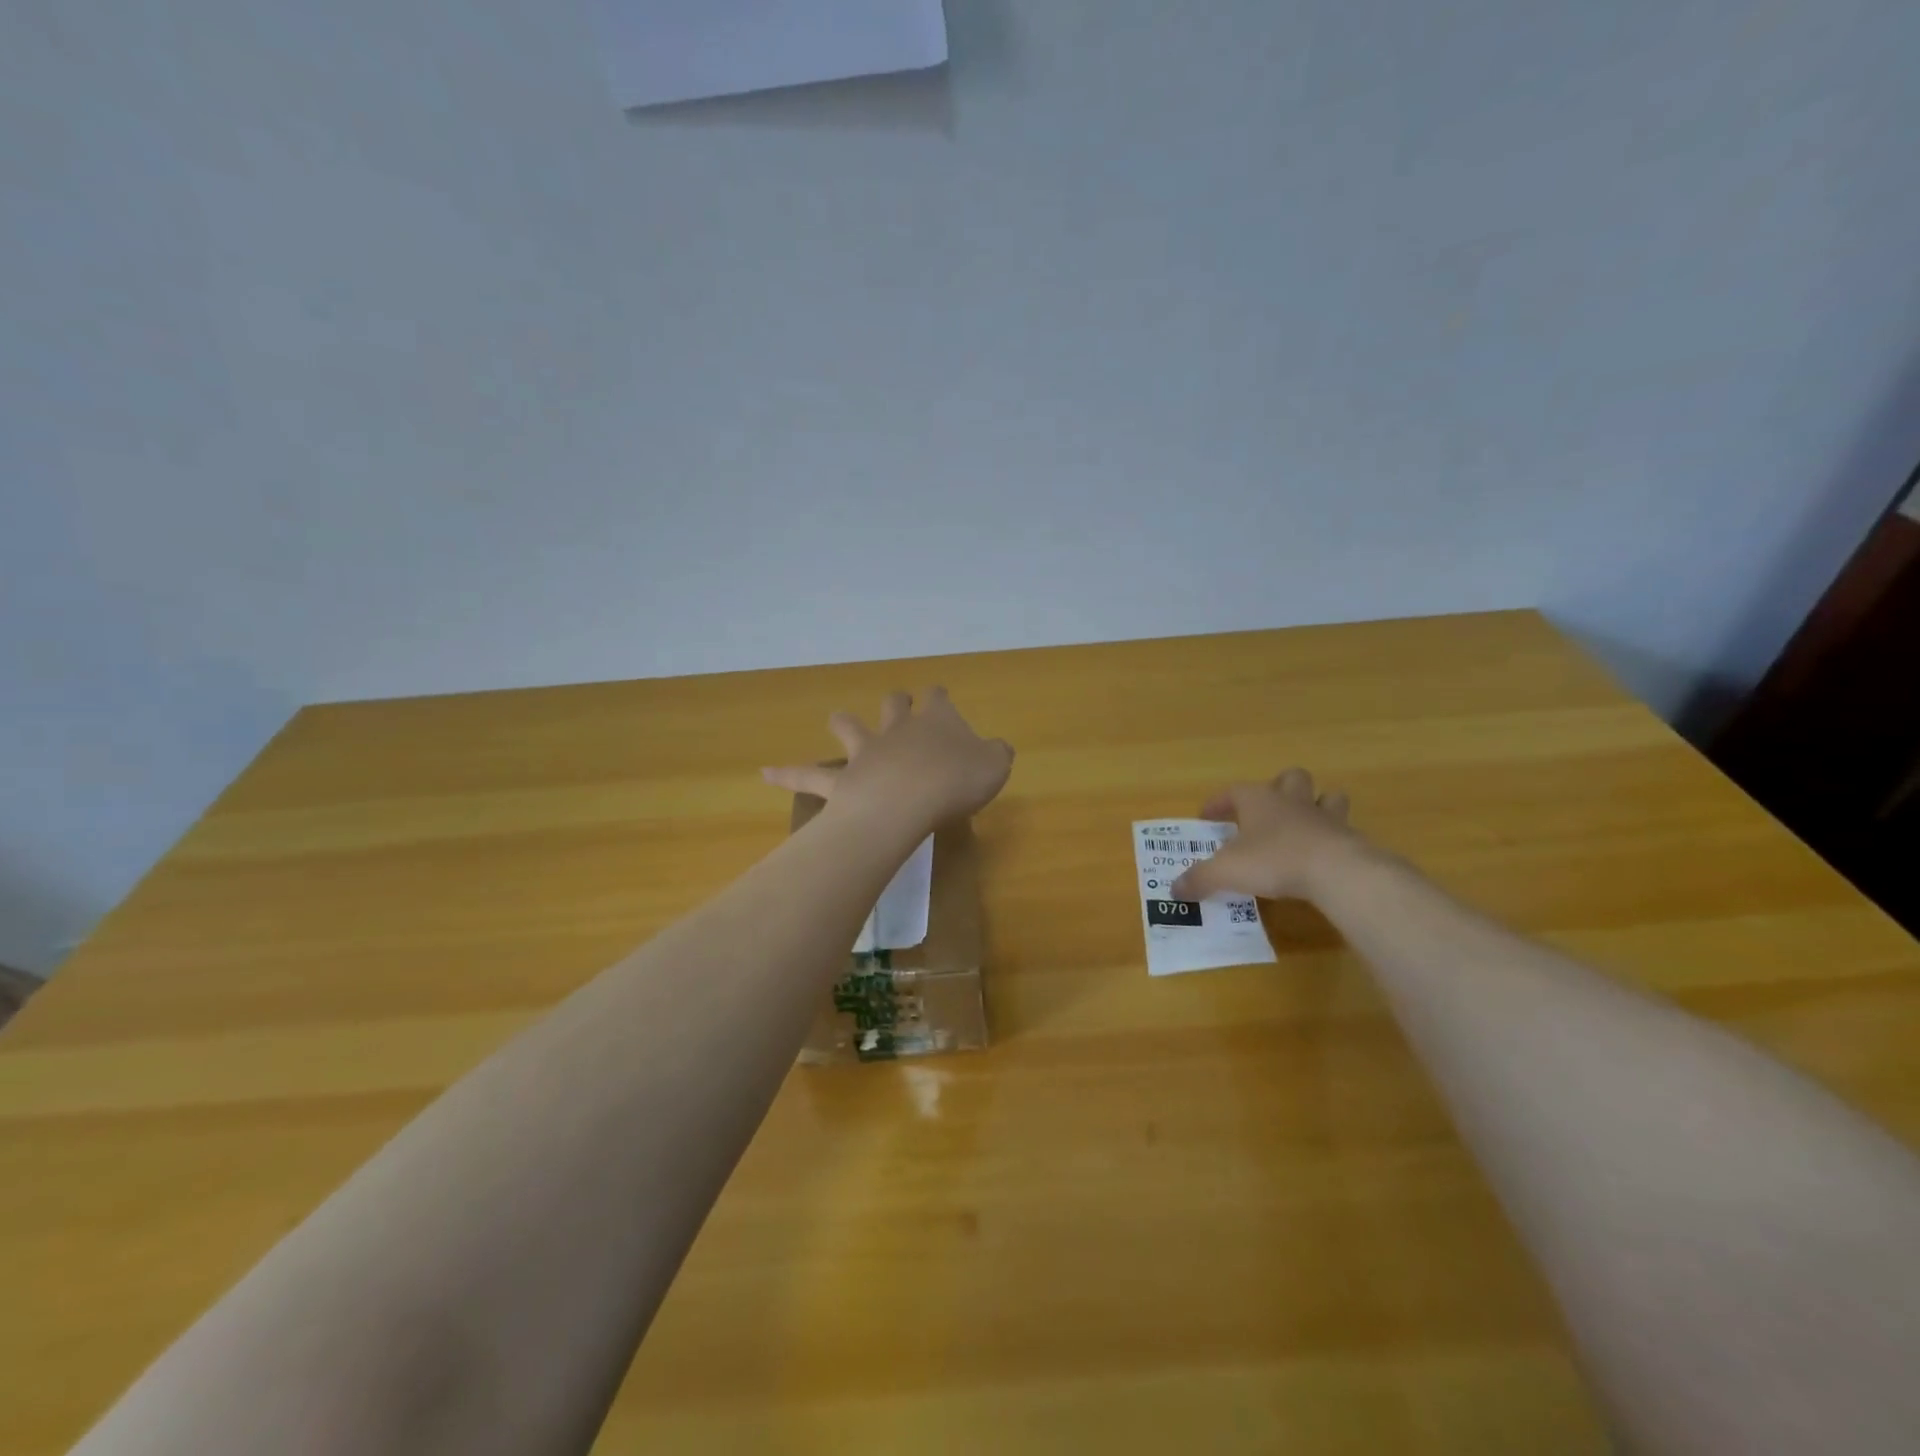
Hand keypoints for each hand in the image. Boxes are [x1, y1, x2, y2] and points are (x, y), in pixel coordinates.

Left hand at [762, 688, 1014, 830]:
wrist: (911, 800)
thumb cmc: (958, 781)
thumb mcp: (994, 766)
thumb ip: (996, 755)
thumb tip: (999, 749)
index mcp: (937, 721)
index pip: (938, 698)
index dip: (939, 696)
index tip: (939, 696)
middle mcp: (898, 729)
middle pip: (893, 704)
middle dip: (896, 701)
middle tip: (897, 702)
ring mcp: (867, 752)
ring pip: (850, 727)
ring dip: (844, 722)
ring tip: (838, 720)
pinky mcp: (842, 780)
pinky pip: (808, 776)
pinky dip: (786, 774)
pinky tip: (764, 774)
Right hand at [1171, 769, 1364, 902]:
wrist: (1336, 872)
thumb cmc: (1273, 860)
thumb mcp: (1226, 871)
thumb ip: (1199, 878)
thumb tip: (1174, 890)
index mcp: (1259, 800)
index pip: (1233, 791)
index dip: (1218, 802)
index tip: (1207, 816)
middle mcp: (1292, 801)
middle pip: (1290, 779)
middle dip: (1280, 788)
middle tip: (1268, 810)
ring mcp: (1325, 818)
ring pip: (1327, 798)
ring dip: (1317, 806)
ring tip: (1305, 825)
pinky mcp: (1350, 840)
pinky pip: (1342, 831)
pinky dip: (1332, 840)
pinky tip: (1323, 858)